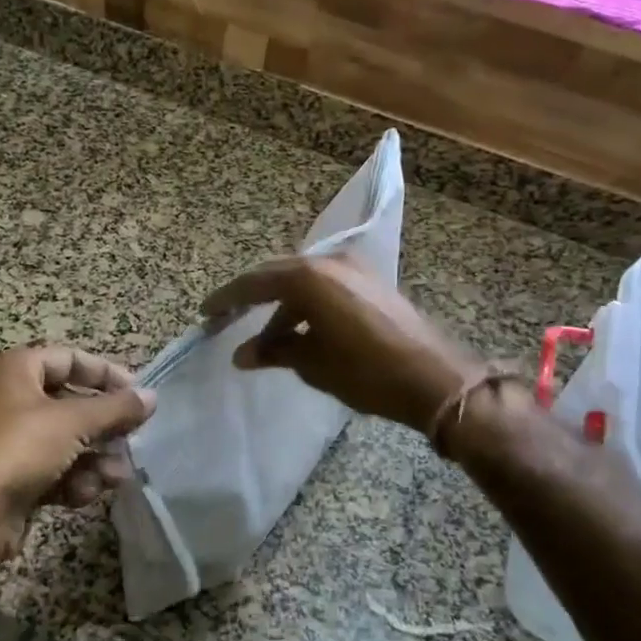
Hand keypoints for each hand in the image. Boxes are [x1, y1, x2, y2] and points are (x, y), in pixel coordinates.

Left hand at [0, 346, 155, 569]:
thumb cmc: (18, 449)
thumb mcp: (73, 421)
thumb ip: (116, 408)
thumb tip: (152, 397)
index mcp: (16, 370)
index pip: (70, 359)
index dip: (106, 373)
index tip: (137, 392)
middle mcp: (11, 399)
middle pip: (71, 403)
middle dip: (104, 425)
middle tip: (134, 437)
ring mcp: (11, 441)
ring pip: (67, 441)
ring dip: (95, 457)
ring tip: (117, 474)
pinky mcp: (14, 477)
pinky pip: (55, 468)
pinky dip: (74, 479)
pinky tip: (88, 493)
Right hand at [201, 255, 484, 431]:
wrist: (433, 378)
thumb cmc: (366, 372)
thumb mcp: (313, 364)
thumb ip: (275, 352)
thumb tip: (242, 354)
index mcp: (309, 277)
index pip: (255, 283)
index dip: (227, 299)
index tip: (206, 313)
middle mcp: (330, 263)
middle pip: (278, 276)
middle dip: (253, 298)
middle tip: (228, 319)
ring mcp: (354, 269)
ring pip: (304, 282)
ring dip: (283, 308)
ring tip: (268, 342)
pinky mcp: (371, 283)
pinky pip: (326, 287)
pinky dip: (308, 306)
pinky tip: (301, 333)